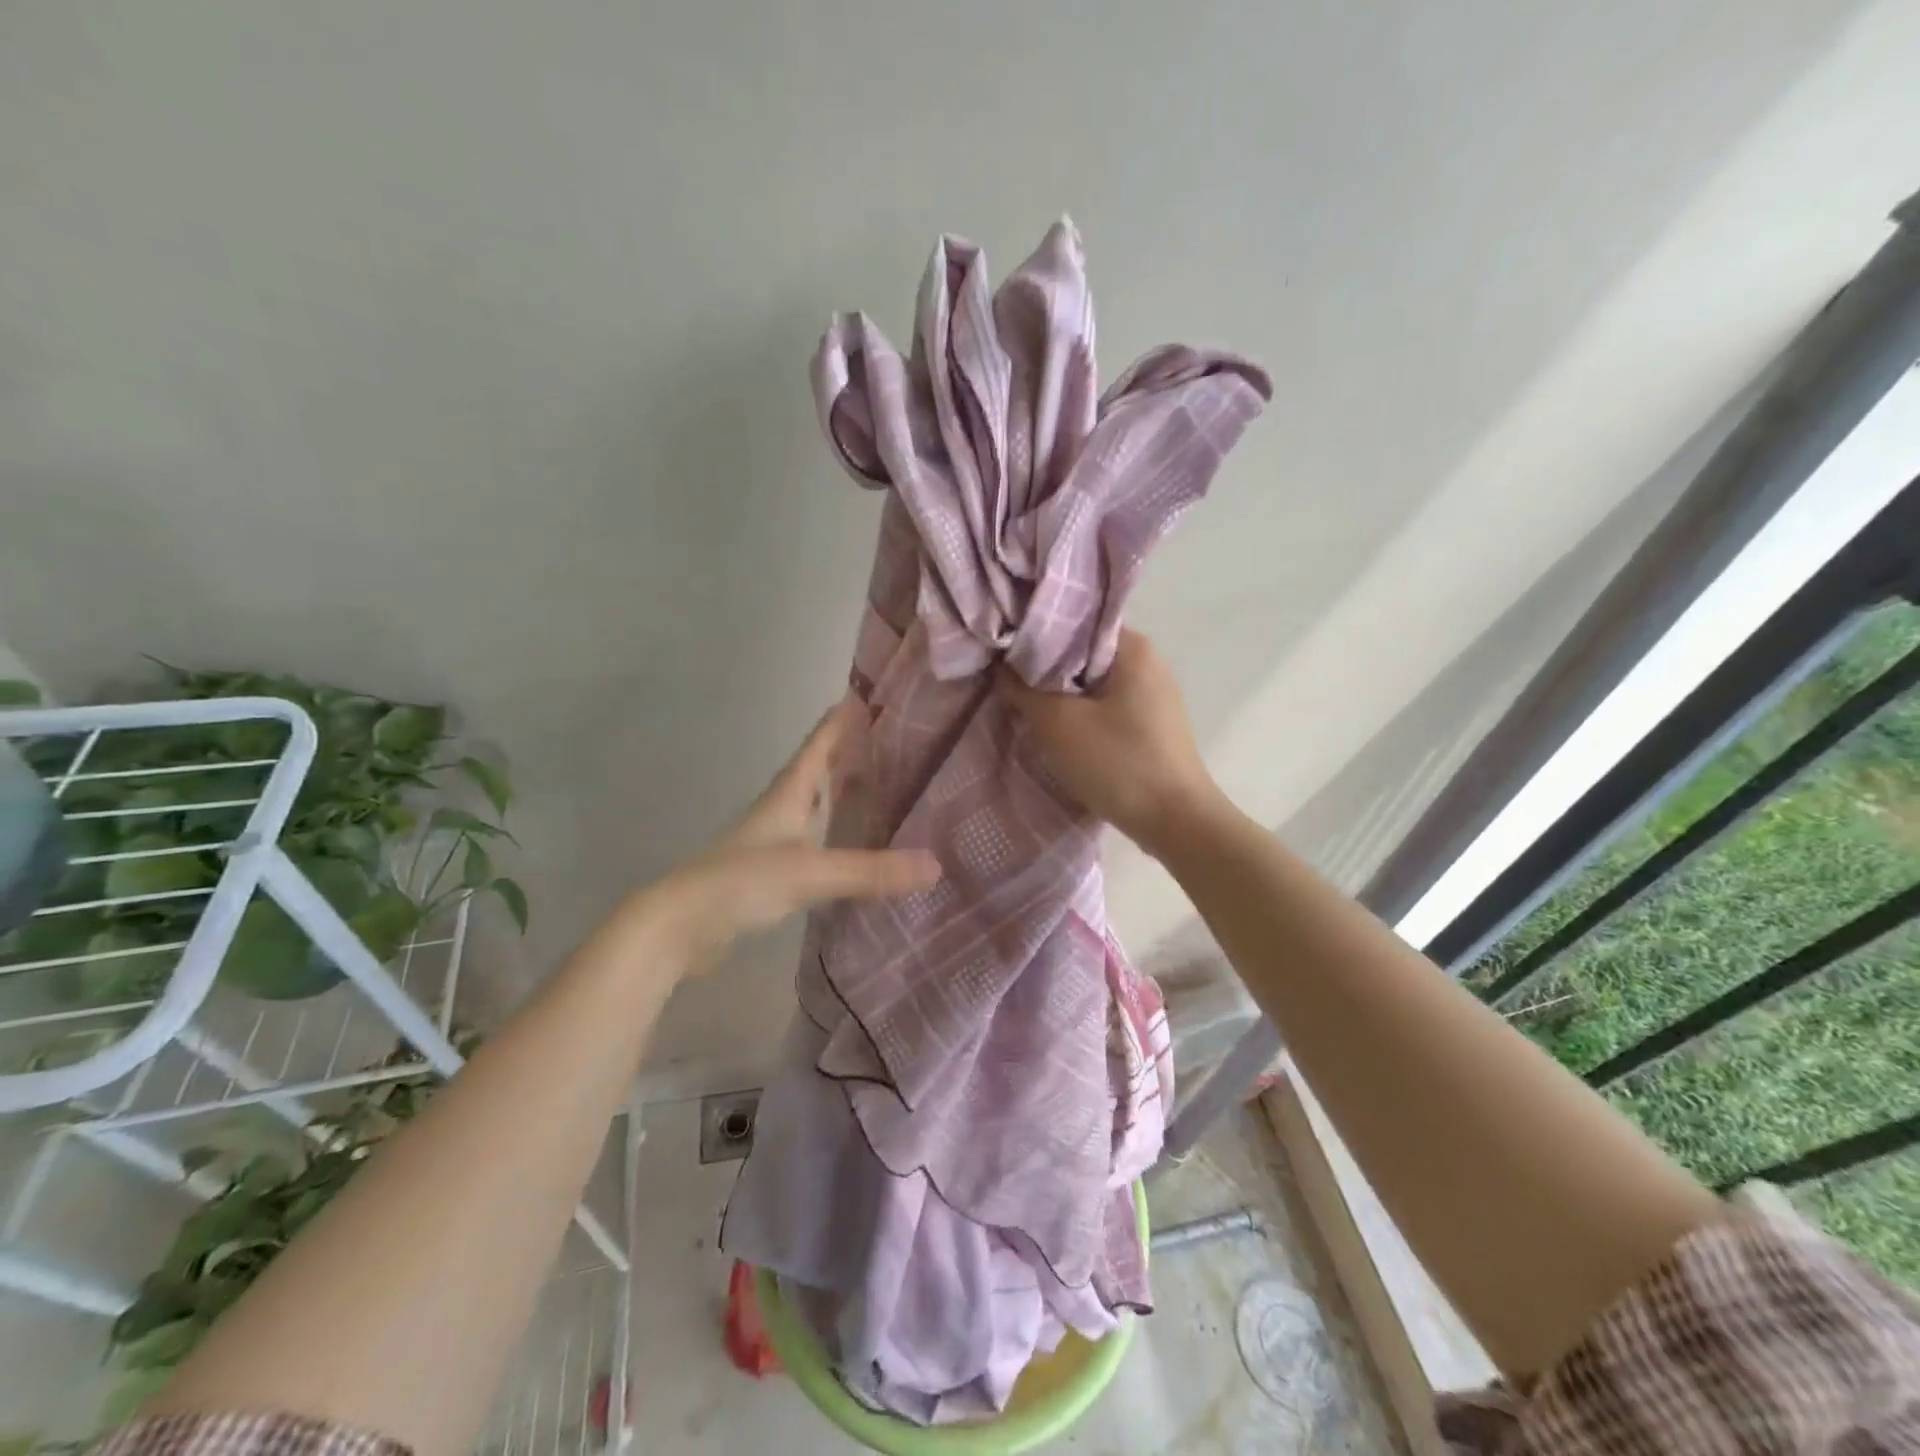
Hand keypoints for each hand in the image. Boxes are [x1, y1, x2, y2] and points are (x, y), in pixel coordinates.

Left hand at [642, 700, 940, 968]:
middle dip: (847, 753)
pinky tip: (849, 845)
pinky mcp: (768, 872)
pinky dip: (833, 833)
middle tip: (886, 740)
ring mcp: (771, 841)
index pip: (819, 745)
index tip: (867, 696)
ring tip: (876, 785)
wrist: (681, 925)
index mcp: (788, 794)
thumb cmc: (742, 881)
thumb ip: (871, 870)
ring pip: (813, 805)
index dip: (841, 721)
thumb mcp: (812, 871)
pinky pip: (810, 840)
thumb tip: (935, 865)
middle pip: (817, 771)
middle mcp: (780, 810)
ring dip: (839, 792)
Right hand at [998, 629, 1221, 854]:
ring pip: (1094, 682)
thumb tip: (1002, 668)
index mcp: (1133, 648)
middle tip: (1005, 677)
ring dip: (1061, 693)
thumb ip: (1023, 690)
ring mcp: (1154, 696)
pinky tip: (1057, 728)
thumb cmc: (1118, 763)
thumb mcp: (1058, 724)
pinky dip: (1081, 712)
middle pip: (1083, 652)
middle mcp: (1149, 663)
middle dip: (1045, 665)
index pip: (1075, 620)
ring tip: (1024, 703)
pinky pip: (1107, 706)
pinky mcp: (1152, 725)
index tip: (1003, 646)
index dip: (1035, 631)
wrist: (1176, 822)